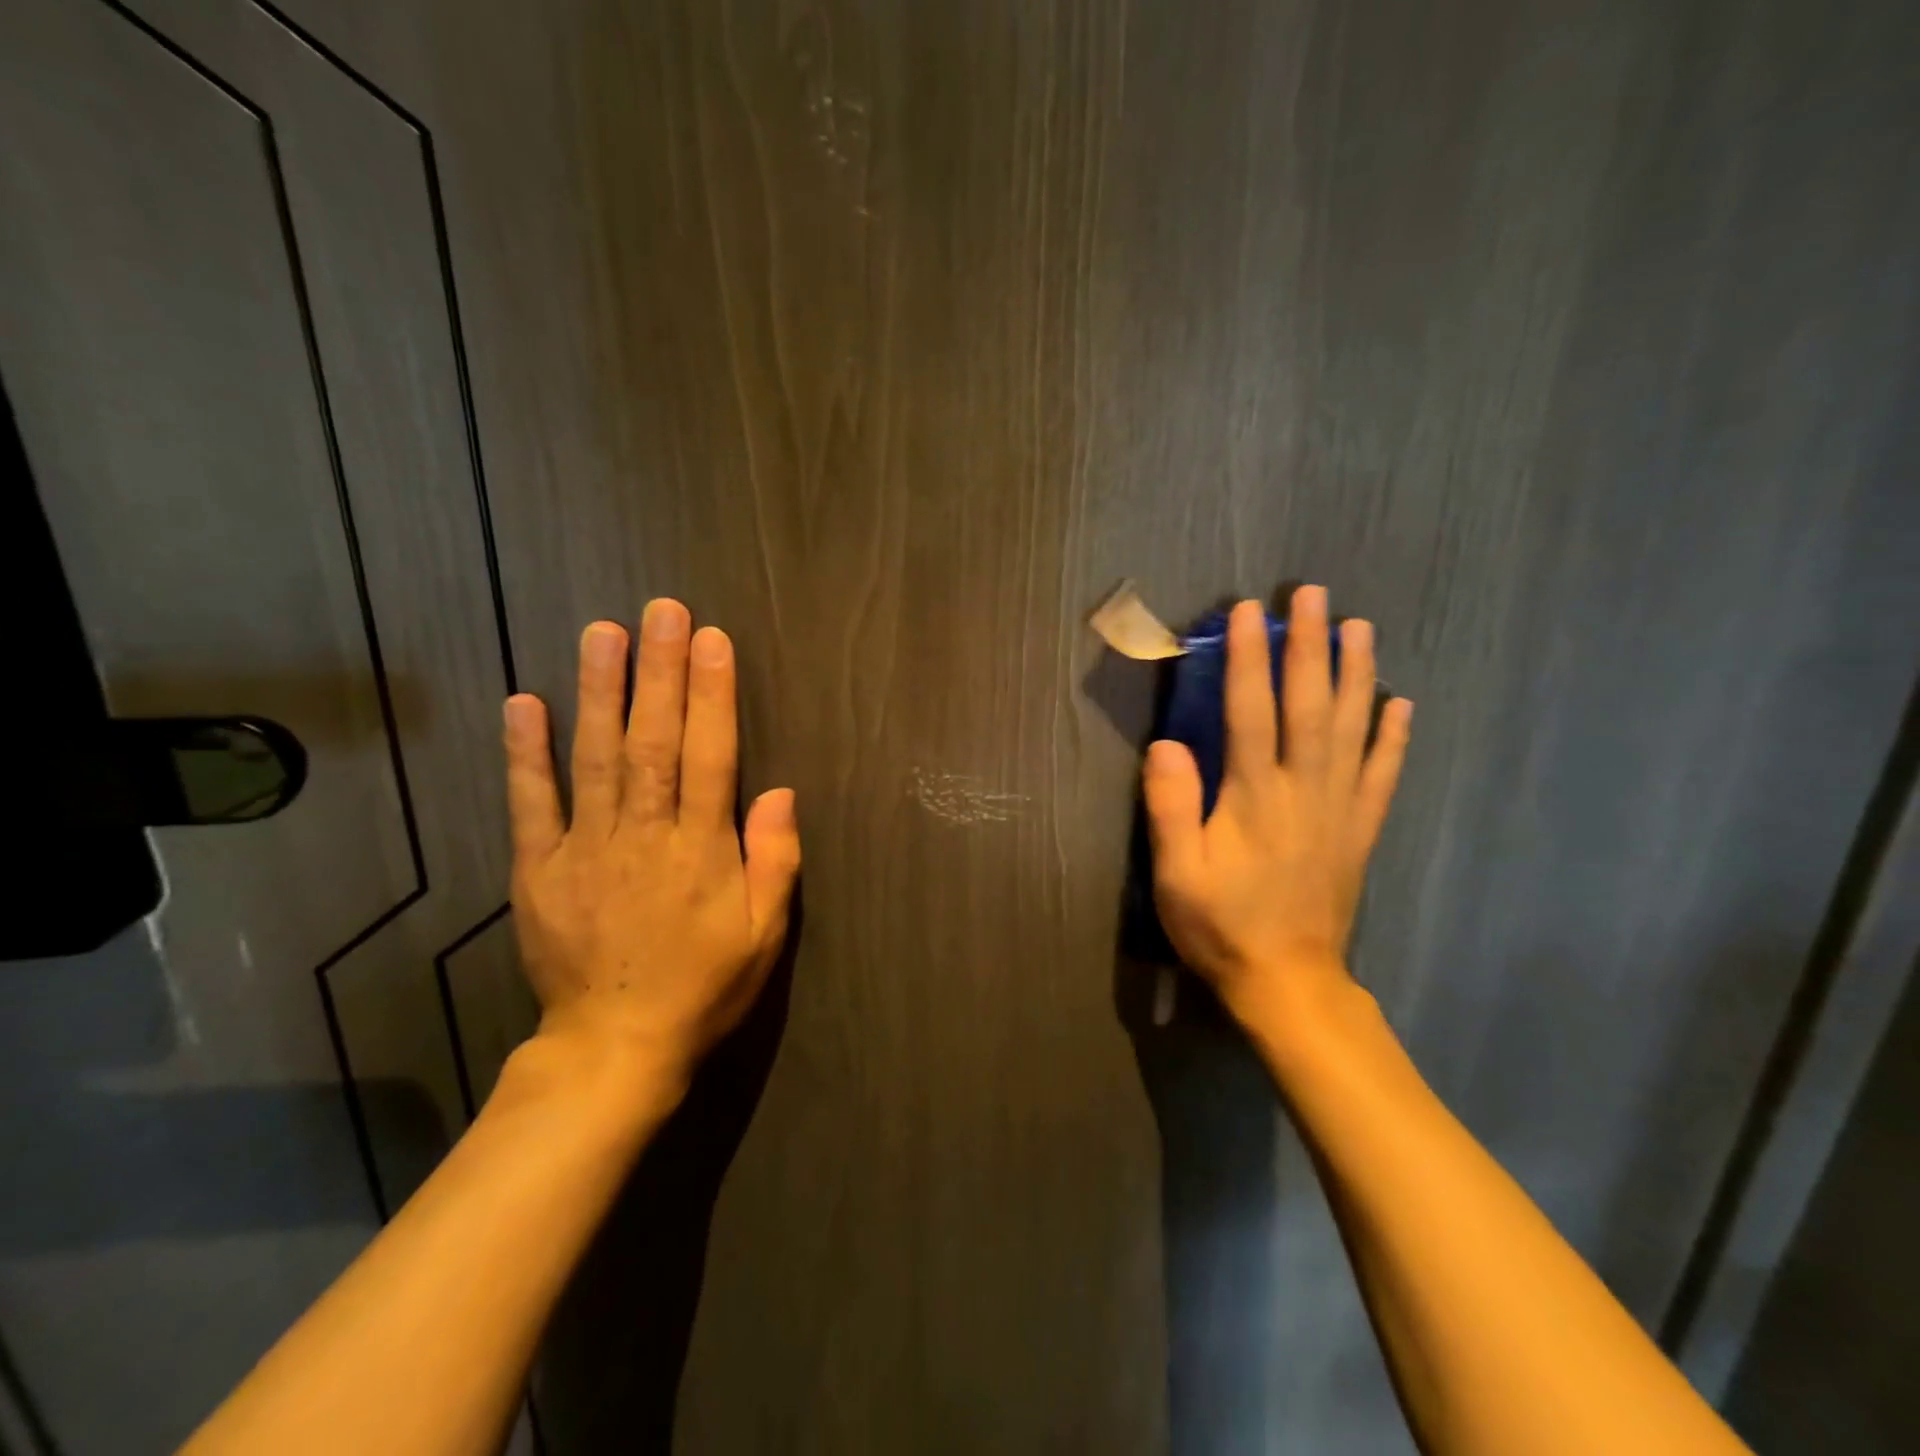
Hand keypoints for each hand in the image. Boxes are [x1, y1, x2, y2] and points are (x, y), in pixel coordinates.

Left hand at [501, 599, 800, 1105]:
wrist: (615, 1048)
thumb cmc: (704, 987)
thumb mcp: (765, 934)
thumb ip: (774, 860)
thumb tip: (778, 792)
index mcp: (701, 850)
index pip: (711, 756)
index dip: (712, 695)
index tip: (710, 640)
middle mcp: (644, 835)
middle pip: (654, 741)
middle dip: (660, 672)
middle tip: (661, 610)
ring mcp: (585, 849)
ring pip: (595, 758)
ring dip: (600, 691)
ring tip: (603, 632)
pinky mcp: (539, 869)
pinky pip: (531, 804)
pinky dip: (526, 753)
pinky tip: (525, 702)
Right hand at [1141, 586, 1411, 1023]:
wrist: (1287, 983)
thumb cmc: (1221, 926)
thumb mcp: (1176, 873)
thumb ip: (1171, 807)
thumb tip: (1167, 743)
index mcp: (1255, 797)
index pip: (1251, 711)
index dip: (1249, 658)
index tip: (1249, 611)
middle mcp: (1305, 790)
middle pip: (1310, 705)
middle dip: (1310, 646)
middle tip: (1313, 595)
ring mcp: (1340, 809)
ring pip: (1353, 729)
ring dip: (1357, 674)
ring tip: (1360, 627)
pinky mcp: (1360, 831)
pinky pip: (1383, 775)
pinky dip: (1394, 737)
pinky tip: (1401, 704)